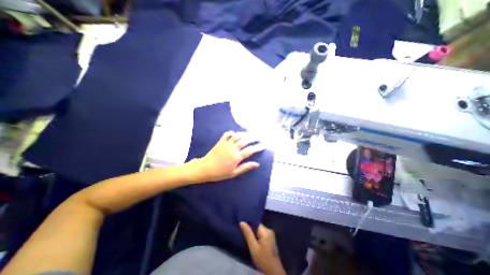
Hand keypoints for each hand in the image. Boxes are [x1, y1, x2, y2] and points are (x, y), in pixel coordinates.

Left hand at [190, 131, 263, 182]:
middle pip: (245, 140)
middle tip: (259, 137)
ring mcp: (226, 143)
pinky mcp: (221, 141)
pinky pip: (228, 134)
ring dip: (245, 134)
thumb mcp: (234, 173)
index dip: (258, 147)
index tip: (263, 145)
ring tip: (250, 134)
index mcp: (237, 157)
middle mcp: (233, 148)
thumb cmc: (220, 173)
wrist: (205, 168)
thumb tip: (257, 164)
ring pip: (238, 136)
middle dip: (254, 138)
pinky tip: (236, 133)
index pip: (250, 150)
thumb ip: (245, 167)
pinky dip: (233, 132)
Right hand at [240, 222, 285, 273]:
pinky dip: (257, 237)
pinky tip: (252, 241)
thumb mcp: (253, 247)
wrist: (273, 272)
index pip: (256, 223)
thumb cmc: (263, 259)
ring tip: (245, 236)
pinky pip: (261, 235)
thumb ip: (248, 234)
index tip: (241, 224)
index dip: (248, 223)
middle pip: (257, 227)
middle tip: (242, 231)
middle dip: (250, 229)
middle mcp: (269, 230)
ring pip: (259, 231)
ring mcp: (271, 235)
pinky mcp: (270, 240)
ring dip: (253, 234)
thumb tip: (242, 222)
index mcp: (266, 230)